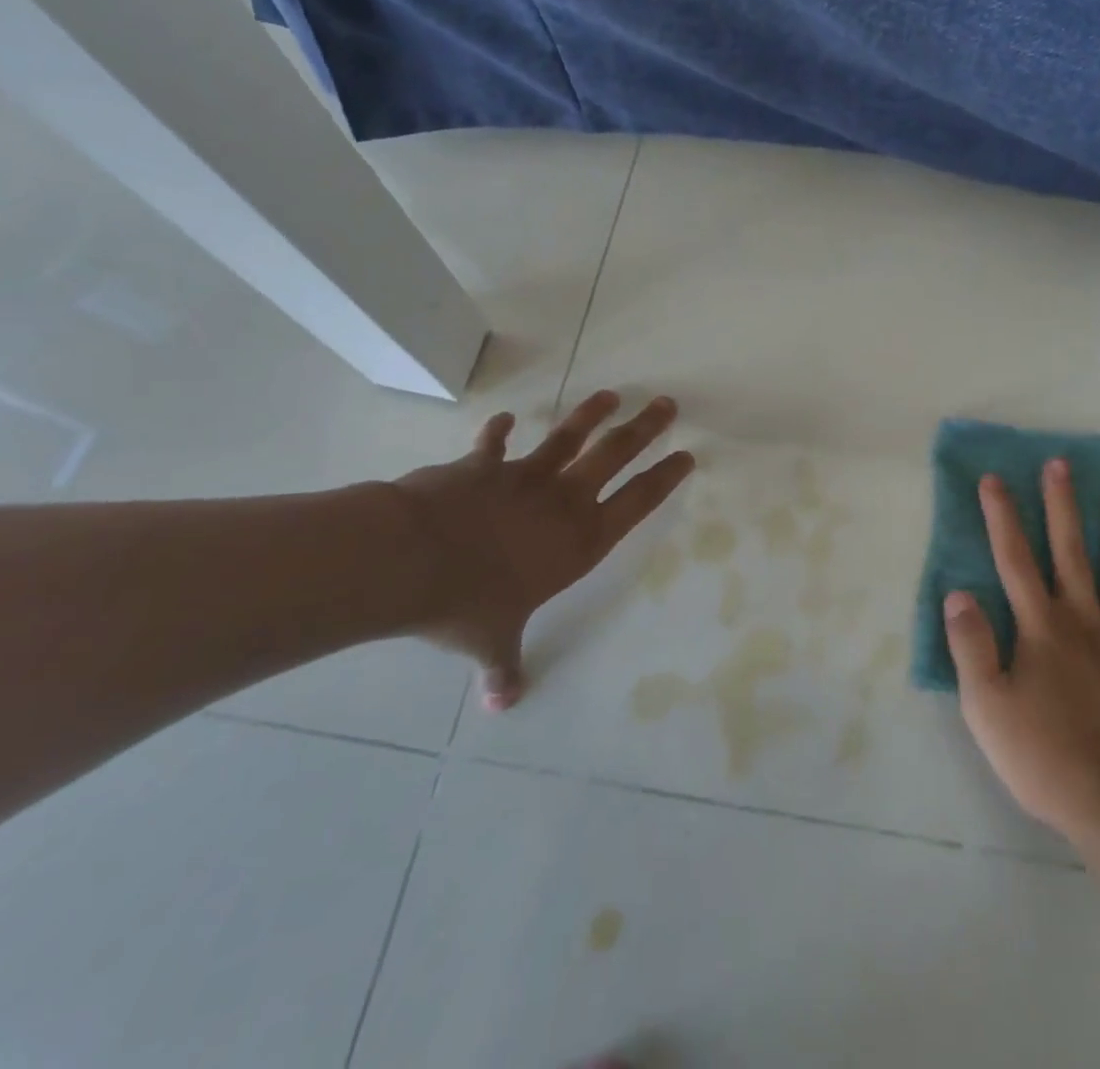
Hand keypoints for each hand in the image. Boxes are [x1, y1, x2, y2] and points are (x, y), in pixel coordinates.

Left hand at [392, 390, 692, 710]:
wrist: (412, 558)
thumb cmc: (468, 604)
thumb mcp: (491, 641)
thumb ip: (503, 667)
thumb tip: (503, 704)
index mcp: (580, 541)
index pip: (638, 503)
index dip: (665, 478)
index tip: (687, 455)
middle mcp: (562, 501)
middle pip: (614, 455)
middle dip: (644, 428)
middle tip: (667, 404)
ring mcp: (523, 477)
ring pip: (568, 437)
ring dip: (590, 415)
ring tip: (610, 394)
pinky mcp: (482, 466)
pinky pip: (494, 445)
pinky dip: (499, 431)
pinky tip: (505, 418)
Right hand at [945, 459, 1099, 850]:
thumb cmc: (1045, 756)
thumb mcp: (987, 707)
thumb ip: (971, 646)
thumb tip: (957, 593)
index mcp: (1040, 627)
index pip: (1014, 558)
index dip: (1002, 516)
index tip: (994, 479)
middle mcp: (1084, 620)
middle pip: (1070, 551)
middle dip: (1061, 505)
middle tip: (1060, 464)